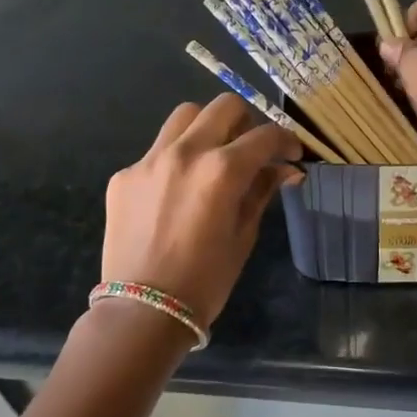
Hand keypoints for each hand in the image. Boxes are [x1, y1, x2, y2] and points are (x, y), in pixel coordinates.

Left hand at [101, 94, 302, 325]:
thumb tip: (285, 170)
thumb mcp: (243, 235)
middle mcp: (186, 152)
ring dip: (207, 128)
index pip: (265, 136)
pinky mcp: (125, 175)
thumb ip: (262, 191)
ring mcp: (150, 160)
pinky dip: (175, 159)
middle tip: (250, 149)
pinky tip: (176, 191)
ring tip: (212, 156)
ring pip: (185, 117)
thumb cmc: (205, 280)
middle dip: (247, 122)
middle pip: (224, 107)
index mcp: (223, 169)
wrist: (143, 309)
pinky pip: (156, 151)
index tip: (291, 153)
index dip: (286, 140)